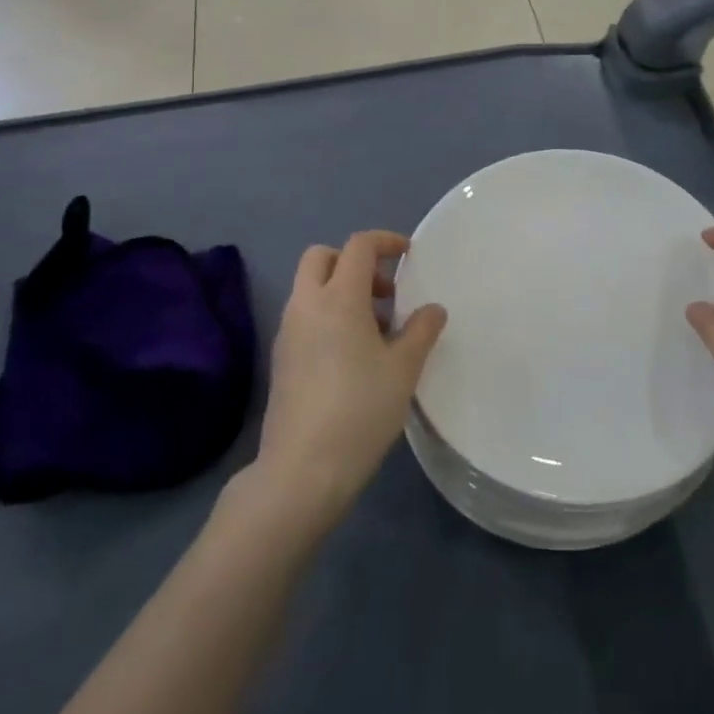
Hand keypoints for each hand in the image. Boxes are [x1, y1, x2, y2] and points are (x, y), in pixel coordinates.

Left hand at [251, 231, 447, 529]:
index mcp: (339, 297)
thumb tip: (432, 309)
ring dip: (341, 290)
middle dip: (353, 261)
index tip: (408, 255)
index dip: (386, 241)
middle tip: (384, 291)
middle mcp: (307, 304)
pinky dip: (327, 315)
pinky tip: (352, 356)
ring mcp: (287, 332)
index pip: (359, 246)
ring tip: (376, 329)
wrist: (301, 471)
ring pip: (310, 287)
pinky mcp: (280, 359)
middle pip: (322, 256)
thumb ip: (421, 331)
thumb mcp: (403, 369)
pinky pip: (304, 316)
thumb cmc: (360, 410)